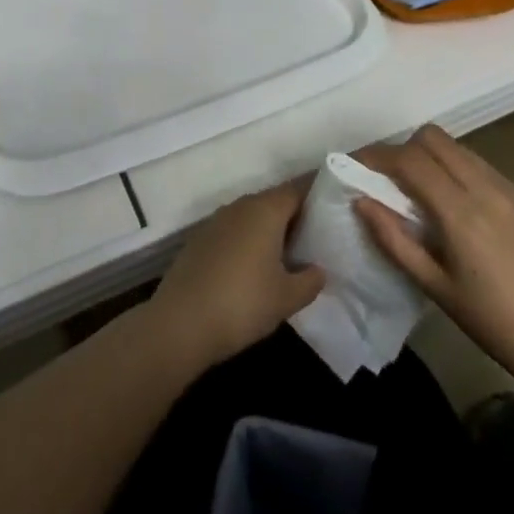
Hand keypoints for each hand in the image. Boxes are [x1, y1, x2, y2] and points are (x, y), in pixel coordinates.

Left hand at [147, 179, 325, 370]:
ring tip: (287, 257)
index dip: (317, 198)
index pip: (298, 190)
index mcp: (265, 210)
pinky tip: (252, 269)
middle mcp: (240, 206)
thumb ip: (310, 280)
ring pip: (251, 216)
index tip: (333, 212)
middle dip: (294, 217)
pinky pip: (232, 232)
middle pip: (274, 201)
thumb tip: (319, 269)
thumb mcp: (286, 298)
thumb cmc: (242, 303)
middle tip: (315, 240)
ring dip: (268, 230)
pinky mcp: (199, 240)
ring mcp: (216, 221)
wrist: (180, 323)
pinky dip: (246, 242)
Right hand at [355, 125, 513, 390]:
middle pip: (433, 139)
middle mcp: (487, 188)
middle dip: (403, 149)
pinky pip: (481, 166)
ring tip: (418, 191)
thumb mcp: (436, 288)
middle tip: (386, 178)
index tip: (356, 165)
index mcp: (462, 212)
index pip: (410, 160)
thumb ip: (394, 241)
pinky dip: (457, 171)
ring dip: (431, 157)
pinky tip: (456, 205)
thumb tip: (362, 202)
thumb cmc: (494, 324)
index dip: (377, 156)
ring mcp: (511, 188)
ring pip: (458, 148)